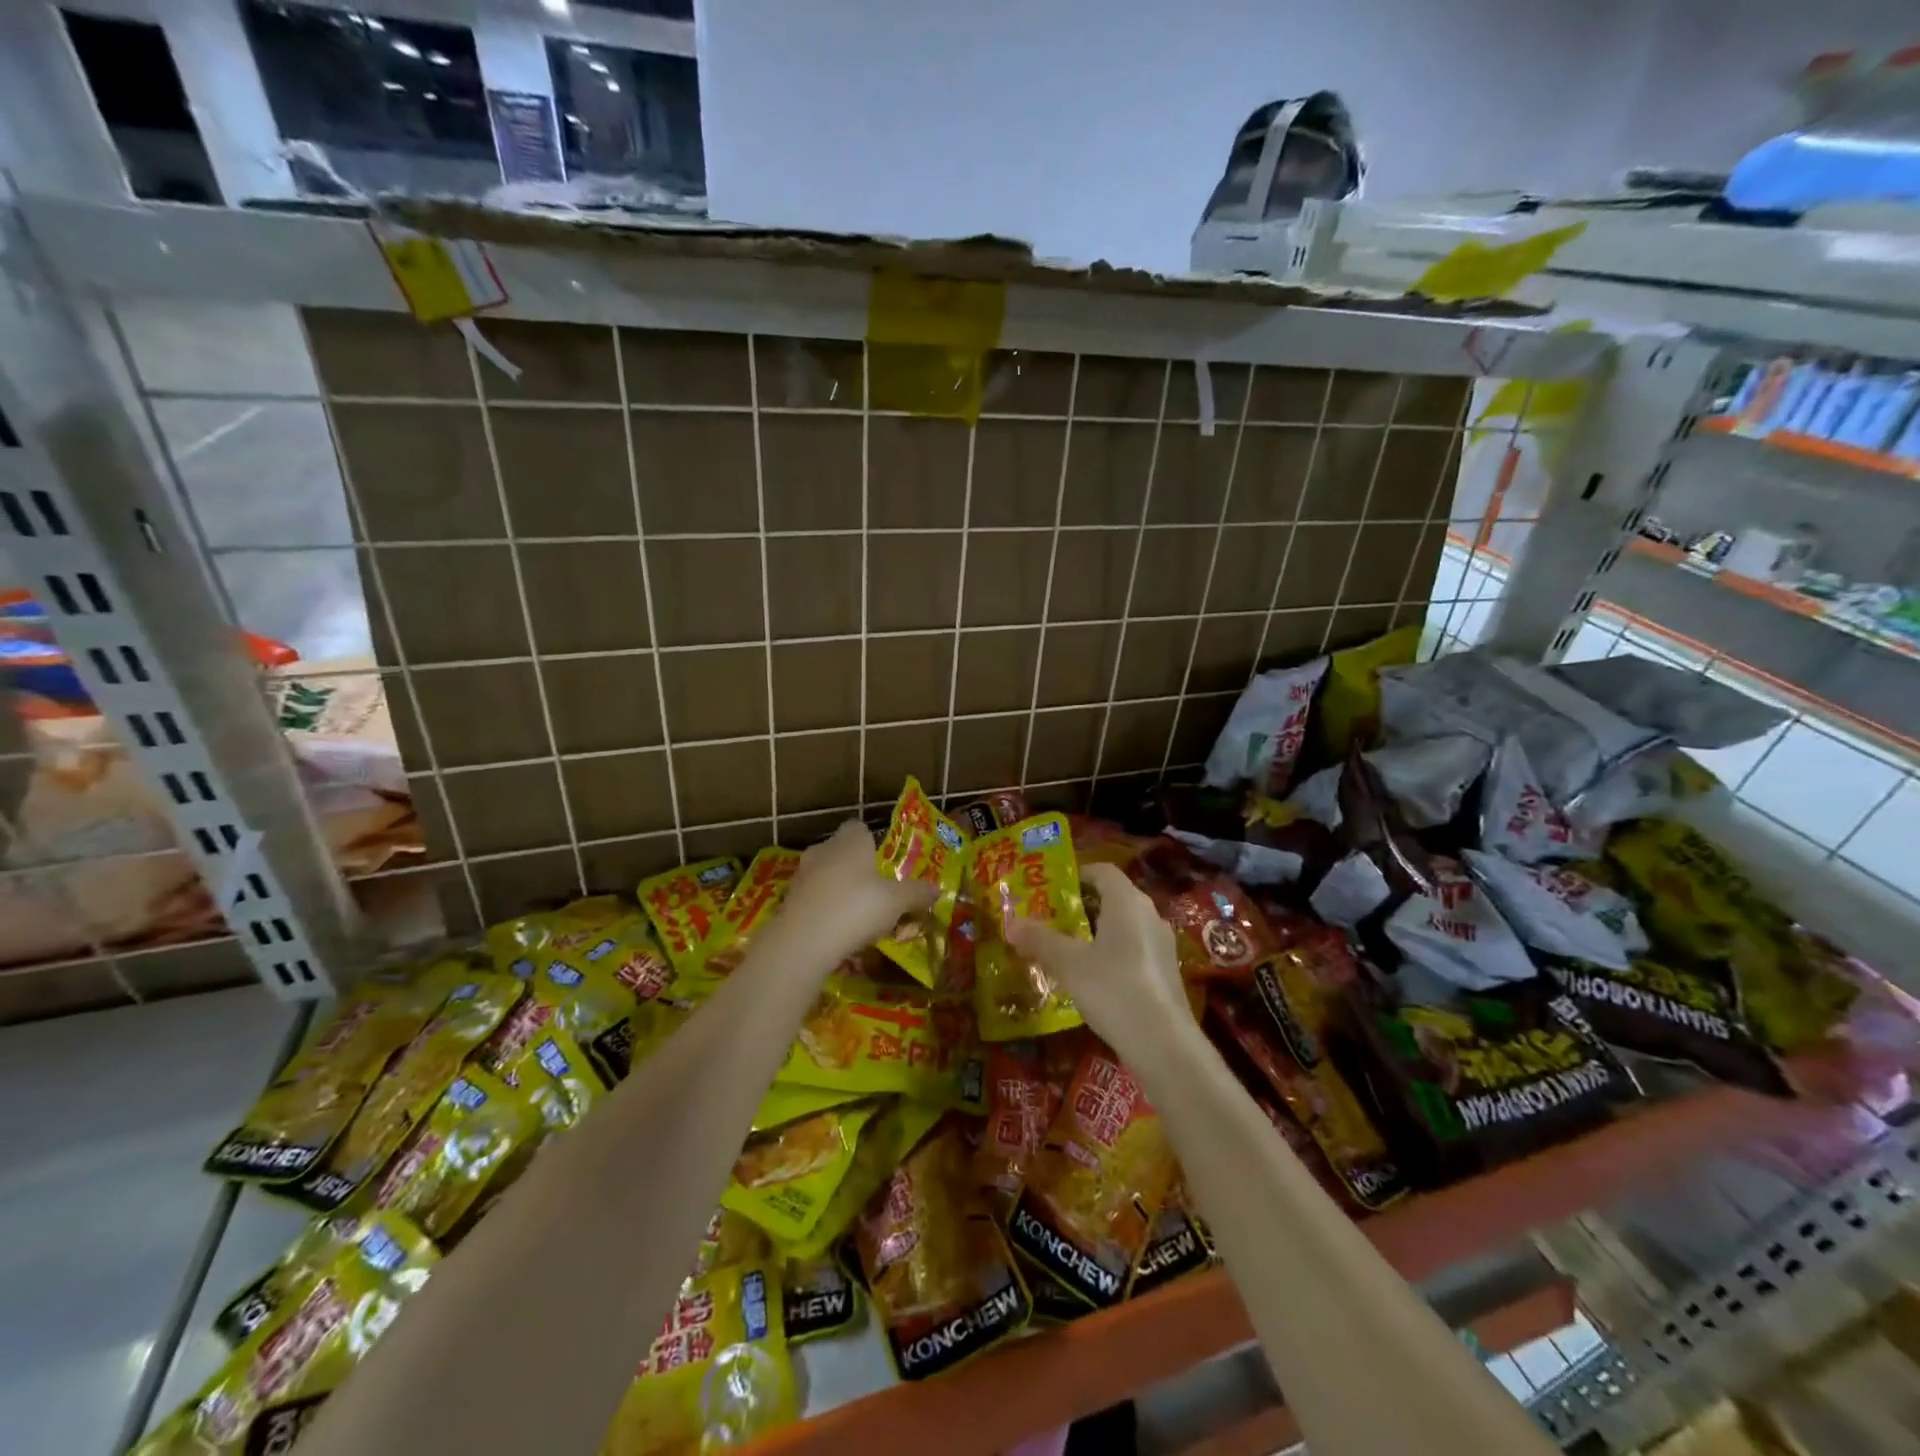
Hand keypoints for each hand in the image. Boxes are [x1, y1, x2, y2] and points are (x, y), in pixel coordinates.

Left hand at [779, 820, 937, 962]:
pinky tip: (837, 932)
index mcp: (850, 840)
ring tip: (858, 917)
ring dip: (839, 891)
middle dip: (857, 869)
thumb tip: (936, 889)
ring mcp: (801, 875)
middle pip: (842, 852)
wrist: (803, 942)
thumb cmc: (856, 908)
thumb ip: (917, 893)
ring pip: (826, 876)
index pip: (859, 827)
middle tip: (877, 892)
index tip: (884, 862)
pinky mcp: (788, 901)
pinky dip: (824, 910)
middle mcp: (823, 850)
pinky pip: (813, 899)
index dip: (872, 842)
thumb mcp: (897, 902)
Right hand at [1007, 863, 1190, 1065]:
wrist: (1164, 1045)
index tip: (1052, 888)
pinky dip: (1113, 952)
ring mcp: (1162, 944)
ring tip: (1068, 947)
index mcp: (1127, 902)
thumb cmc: (1114, 989)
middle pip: (1114, 896)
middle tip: (1052, 917)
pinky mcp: (1166, 972)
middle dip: (1083, 904)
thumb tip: (1011, 924)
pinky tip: (1094, 977)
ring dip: (1098, 930)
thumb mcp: (1069, 964)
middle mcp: (1149, 915)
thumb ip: (1040, 940)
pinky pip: (1135, 948)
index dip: (1078, 874)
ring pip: (1125, 925)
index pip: (1103, 871)